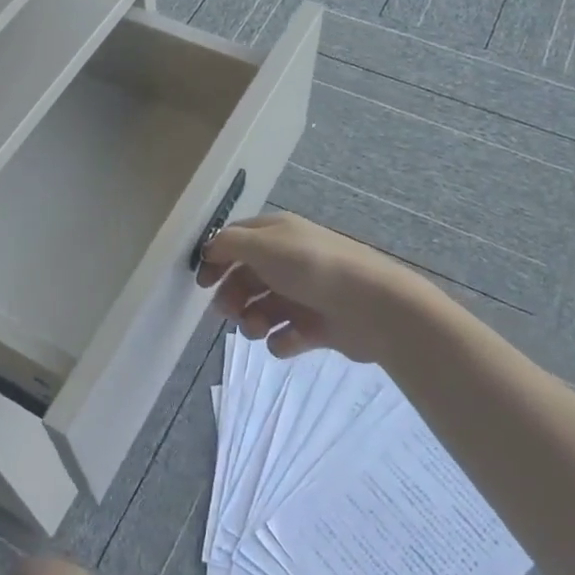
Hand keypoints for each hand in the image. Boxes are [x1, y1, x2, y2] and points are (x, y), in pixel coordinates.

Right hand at [199, 212, 448, 363]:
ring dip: (251, 321)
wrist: (372, 306)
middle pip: (247, 277)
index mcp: (278, 234)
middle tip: (228, 312)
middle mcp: (289, 260)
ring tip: (257, 328)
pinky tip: (288, 340)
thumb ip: (229, 244)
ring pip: (262, 308)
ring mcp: (304, 294)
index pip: (237, 240)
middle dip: (232, 296)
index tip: (202, 283)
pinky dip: (282, 340)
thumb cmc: (311, 267)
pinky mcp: (318, 326)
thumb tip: (209, 249)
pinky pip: (286, 335)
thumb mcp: (264, 245)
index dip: (217, 259)